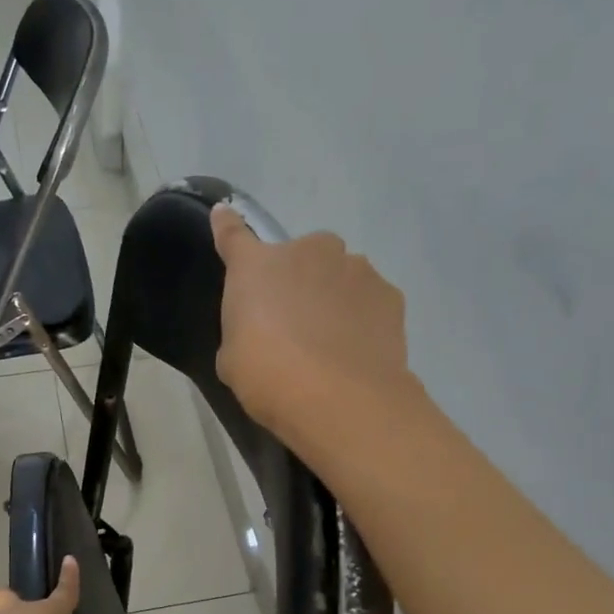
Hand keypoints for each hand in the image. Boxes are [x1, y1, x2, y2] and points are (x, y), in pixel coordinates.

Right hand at [211, 204, 413, 445]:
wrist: (338, 399)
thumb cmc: (268, 377)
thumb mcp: (233, 360)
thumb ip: (243, 332)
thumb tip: (257, 333)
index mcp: (256, 265)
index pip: (234, 236)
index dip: (227, 227)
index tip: (224, 214)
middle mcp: (308, 252)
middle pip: (300, 257)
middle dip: (298, 279)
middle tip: (294, 322)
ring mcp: (354, 268)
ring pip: (339, 275)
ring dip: (333, 297)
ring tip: (332, 342)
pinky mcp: (389, 293)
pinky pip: (369, 299)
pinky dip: (363, 317)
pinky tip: (358, 350)